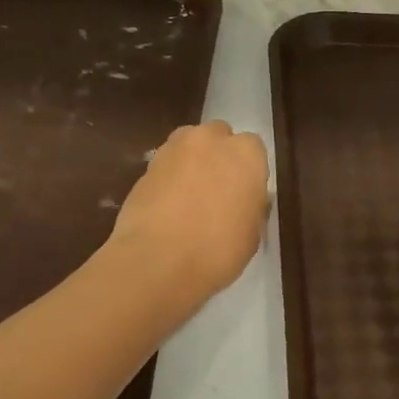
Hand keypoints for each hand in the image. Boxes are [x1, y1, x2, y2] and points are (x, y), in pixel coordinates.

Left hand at [109, 120, 270, 301]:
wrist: (159, 261)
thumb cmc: (219, 250)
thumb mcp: (252, 232)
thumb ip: (251, 205)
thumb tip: (243, 200)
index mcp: (246, 153)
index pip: (253, 148)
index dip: (248, 170)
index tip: (245, 193)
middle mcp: (210, 140)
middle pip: (218, 138)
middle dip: (219, 157)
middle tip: (218, 191)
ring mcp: (173, 149)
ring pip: (188, 148)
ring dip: (192, 164)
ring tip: (190, 199)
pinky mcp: (145, 166)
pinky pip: (165, 167)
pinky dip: (169, 180)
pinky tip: (169, 208)